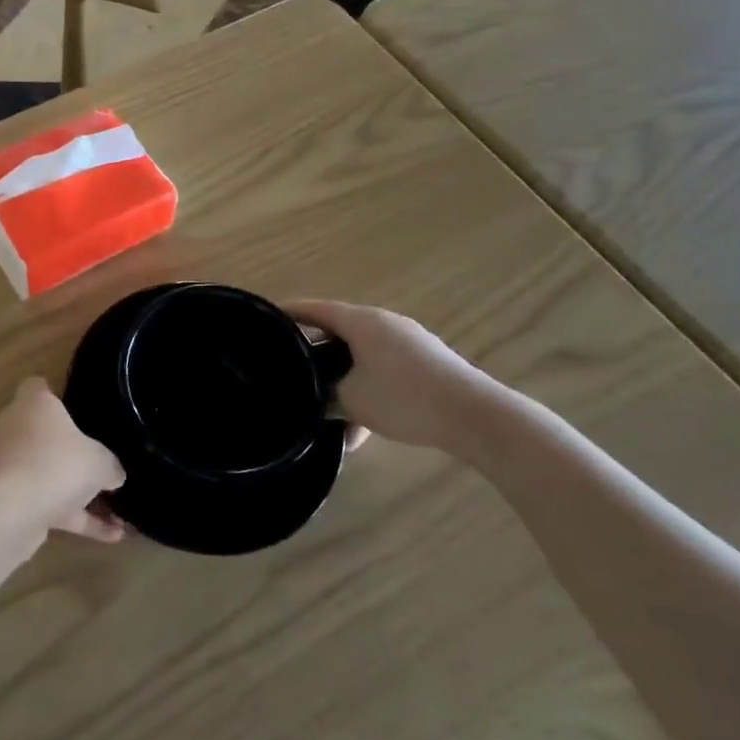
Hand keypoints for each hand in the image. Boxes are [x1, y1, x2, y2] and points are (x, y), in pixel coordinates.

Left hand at [0, 378, 126, 542]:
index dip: (57, 396)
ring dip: (76, 493)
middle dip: (71, 453)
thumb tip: (115, 473)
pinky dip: (73, 517)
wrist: (11, 511)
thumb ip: (110, 465)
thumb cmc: (57, 465)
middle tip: (102, 467)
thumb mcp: (100, 462)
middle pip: (43, 434)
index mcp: (33, 404)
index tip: (80, 411)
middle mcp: (14, 428)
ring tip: (116, 514)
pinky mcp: (6, 498)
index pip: (38, 387)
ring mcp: (6, 465)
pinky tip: (110, 537)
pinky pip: (45, 503)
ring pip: (45, 472)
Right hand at [286, 301, 501, 454]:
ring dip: (342, 383)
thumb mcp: (350, 400)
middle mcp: (383, 322)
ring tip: (327, 415)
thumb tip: (307, 396)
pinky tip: (360, 430)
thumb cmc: (403, 398)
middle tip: (290, 370)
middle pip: (337, 333)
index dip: (287, 314)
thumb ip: (322, 394)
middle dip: (314, 355)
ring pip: (360, 357)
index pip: (313, 309)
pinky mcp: (425, 363)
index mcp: (360, 321)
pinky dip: (366, 391)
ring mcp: (407, 342)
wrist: (474, 417)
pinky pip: (382, 370)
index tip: (264, 322)